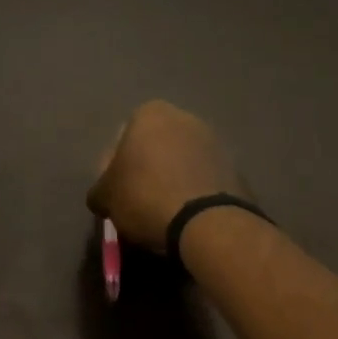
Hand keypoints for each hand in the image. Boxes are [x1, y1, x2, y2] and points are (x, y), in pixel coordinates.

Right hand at [87, 100, 246, 251]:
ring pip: (182, 161)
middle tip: (137, 200)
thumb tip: (102, 197)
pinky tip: (187, 216)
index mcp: (150, 114)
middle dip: (147, 168)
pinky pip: (204, 179)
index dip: (115, 165)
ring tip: (164, 211)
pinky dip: (195, 192)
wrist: (207, 224)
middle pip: (155, 146)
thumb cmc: (145, 196)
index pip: (123, 136)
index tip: (116, 191)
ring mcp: (216, 142)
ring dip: (172, 179)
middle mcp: (186, 118)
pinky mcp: (237, 169)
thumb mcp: (105, 197)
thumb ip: (100, 190)